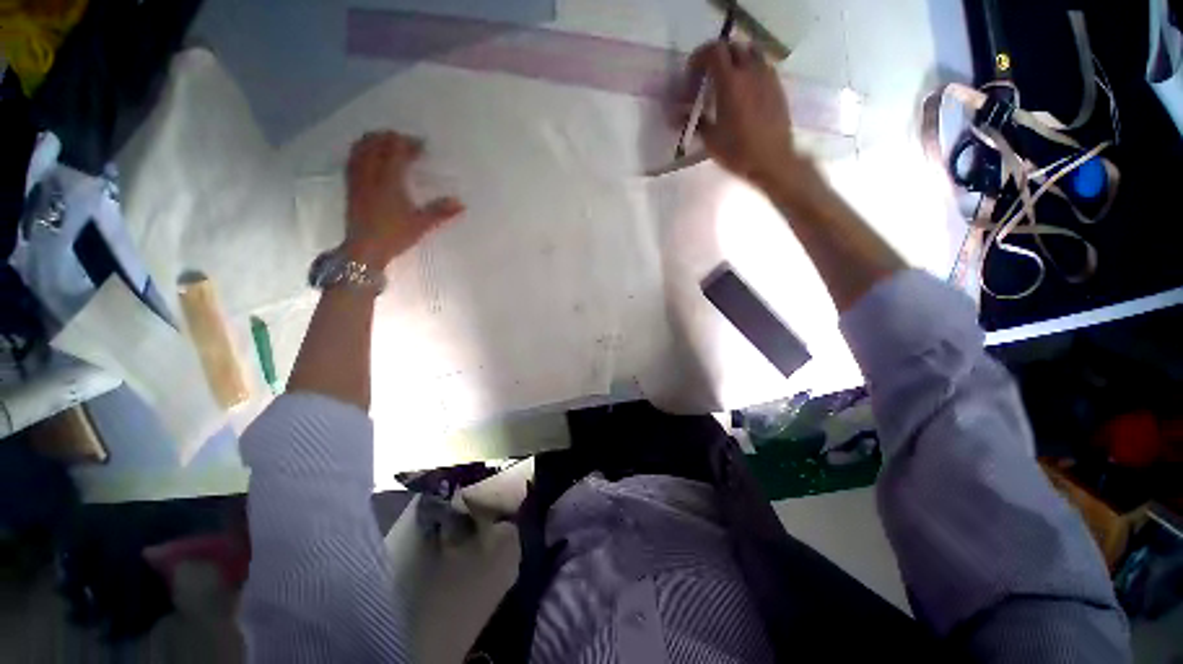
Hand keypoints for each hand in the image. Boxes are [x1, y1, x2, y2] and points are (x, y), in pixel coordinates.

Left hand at [343, 131, 463, 266]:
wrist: (365, 249)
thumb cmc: (394, 235)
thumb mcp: (421, 225)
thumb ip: (441, 211)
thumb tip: (461, 203)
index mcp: (389, 180)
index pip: (397, 152)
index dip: (409, 144)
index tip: (423, 146)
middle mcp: (371, 174)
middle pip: (377, 144)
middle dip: (392, 138)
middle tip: (406, 142)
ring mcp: (358, 179)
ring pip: (361, 148)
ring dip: (374, 140)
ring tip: (387, 142)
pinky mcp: (350, 186)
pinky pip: (352, 159)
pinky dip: (361, 150)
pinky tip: (368, 155)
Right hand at [683, 41, 803, 187]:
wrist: (772, 160)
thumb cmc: (738, 152)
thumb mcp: (711, 140)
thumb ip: (696, 121)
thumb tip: (677, 116)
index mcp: (730, 83)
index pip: (714, 51)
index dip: (700, 56)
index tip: (692, 71)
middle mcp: (750, 72)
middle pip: (732, 47)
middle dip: (717, 56)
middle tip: (708, 75)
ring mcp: (767, 77)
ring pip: (750, 52)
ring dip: (736, 59)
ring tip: (728, 79)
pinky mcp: (777, 86)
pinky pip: (762, 66)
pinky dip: (750, 69)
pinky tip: (745, 90)